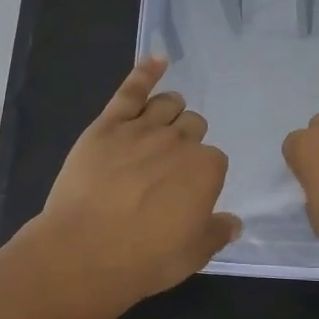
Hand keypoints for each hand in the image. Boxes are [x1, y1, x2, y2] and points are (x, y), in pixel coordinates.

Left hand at [32, 58, 241, 304]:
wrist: (85, 251)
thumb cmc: (144, 259)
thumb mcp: (192, 255)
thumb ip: (216, 233)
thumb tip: (233, 222)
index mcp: (207, 169)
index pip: (214, 159)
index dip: (201, 175)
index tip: (187, 192)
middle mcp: (179, 141)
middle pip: (193, 126)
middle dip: (187, 141)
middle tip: (170, 166)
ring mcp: (143, 128)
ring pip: (168, 104)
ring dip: (171, 110)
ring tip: (164, 122)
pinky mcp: (108, 124)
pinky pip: (131, 90)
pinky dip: (146, 71)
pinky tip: (157, 59)